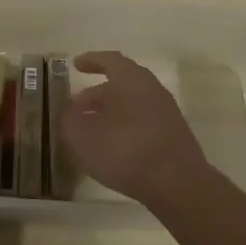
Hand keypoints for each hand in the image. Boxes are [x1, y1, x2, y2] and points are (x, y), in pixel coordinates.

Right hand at [61, 51, 211, 207]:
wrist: (178, 184)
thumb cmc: (126, 151)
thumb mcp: (83, 136)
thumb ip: (68, 121)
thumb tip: (67, 114)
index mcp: (131, 79)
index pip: (109, 60)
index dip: (91, 61)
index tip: (75, 65)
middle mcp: (152, 89)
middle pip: (121, 84)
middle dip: (96, 94)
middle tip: (76, 107)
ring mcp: (166, 113)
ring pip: (131, 104)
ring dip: (109, 113)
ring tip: (89, 130)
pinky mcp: (172, 136)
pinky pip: (141, 122)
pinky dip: (123, 127)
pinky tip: (111, 148)